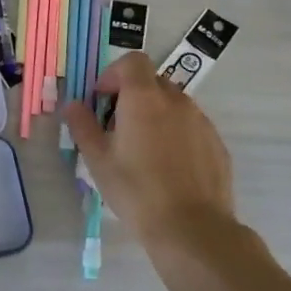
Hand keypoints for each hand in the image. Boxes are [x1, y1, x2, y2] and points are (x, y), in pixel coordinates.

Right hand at [63, 53, 234, 247]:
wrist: (192, 229)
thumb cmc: (136, 190)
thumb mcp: (98, 160)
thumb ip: (82, 125)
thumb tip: (73, 105)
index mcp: (144, 98)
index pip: (133, 61)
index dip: (114, 73)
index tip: (103, 100)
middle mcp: (176, 101)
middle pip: (153, 82)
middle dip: (133, 95)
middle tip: (119, 127)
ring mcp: (201, 122)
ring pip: (174, 104)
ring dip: (156, 115)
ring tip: (145, 150)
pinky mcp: (217, 144)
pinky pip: (192, 126)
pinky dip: (177, 134)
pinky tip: (169, 167)